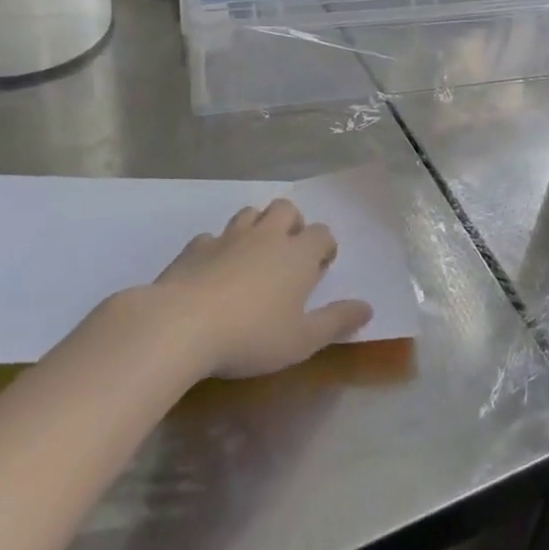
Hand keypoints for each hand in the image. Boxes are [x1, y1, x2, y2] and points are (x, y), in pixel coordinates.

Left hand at [153, 199, 372, 378]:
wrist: (181, 325)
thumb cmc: (251, 335)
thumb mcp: (302, 340)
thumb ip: (336, 322)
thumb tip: (367, 308)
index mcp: (297, 254)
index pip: (322, 233)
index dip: (325, 246)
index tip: (321, 267)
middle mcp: (267, 236)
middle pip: (286, 209)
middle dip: (292, 223)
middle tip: (288, 253)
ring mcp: (228, 237)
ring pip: (249, 214)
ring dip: (257, 227)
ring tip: (254, 256)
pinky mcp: (195, 247)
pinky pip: (212, 237)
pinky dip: (218, 247)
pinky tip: (213, 270)